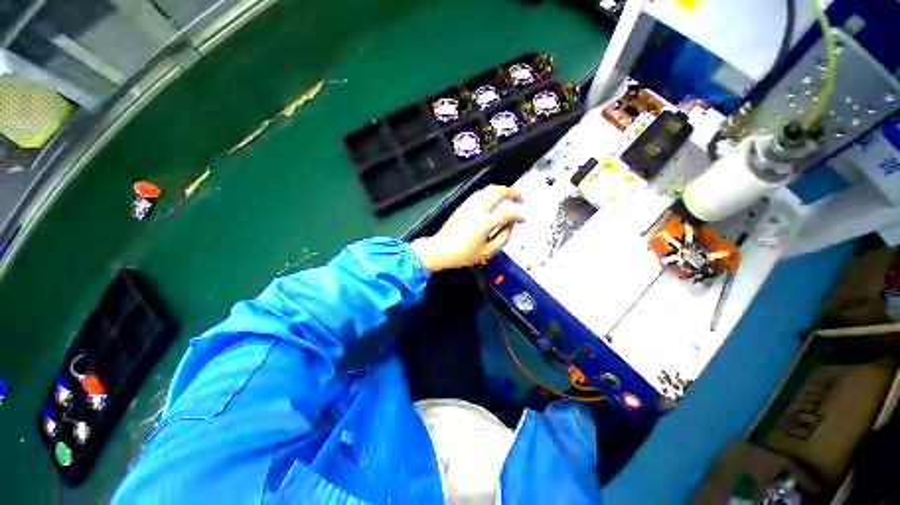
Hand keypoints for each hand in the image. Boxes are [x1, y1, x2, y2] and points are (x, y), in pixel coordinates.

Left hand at [410, 185, 523, 271]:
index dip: (519, 214)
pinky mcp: (463, 205)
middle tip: (520, 199)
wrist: (441, 249)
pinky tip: (493, 201)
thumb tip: (510, 226)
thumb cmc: (464, 254)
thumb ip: (503, 237)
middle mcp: (478, 209)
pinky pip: (480, 193)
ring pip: (488, 189)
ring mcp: (469, 205)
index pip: (508, 211)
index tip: (522, 219)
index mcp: (485, 222)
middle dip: (513, 193)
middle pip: (498, 192)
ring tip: (508, 198)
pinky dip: (490, 193)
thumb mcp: (488, 251)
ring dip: (501, 191)